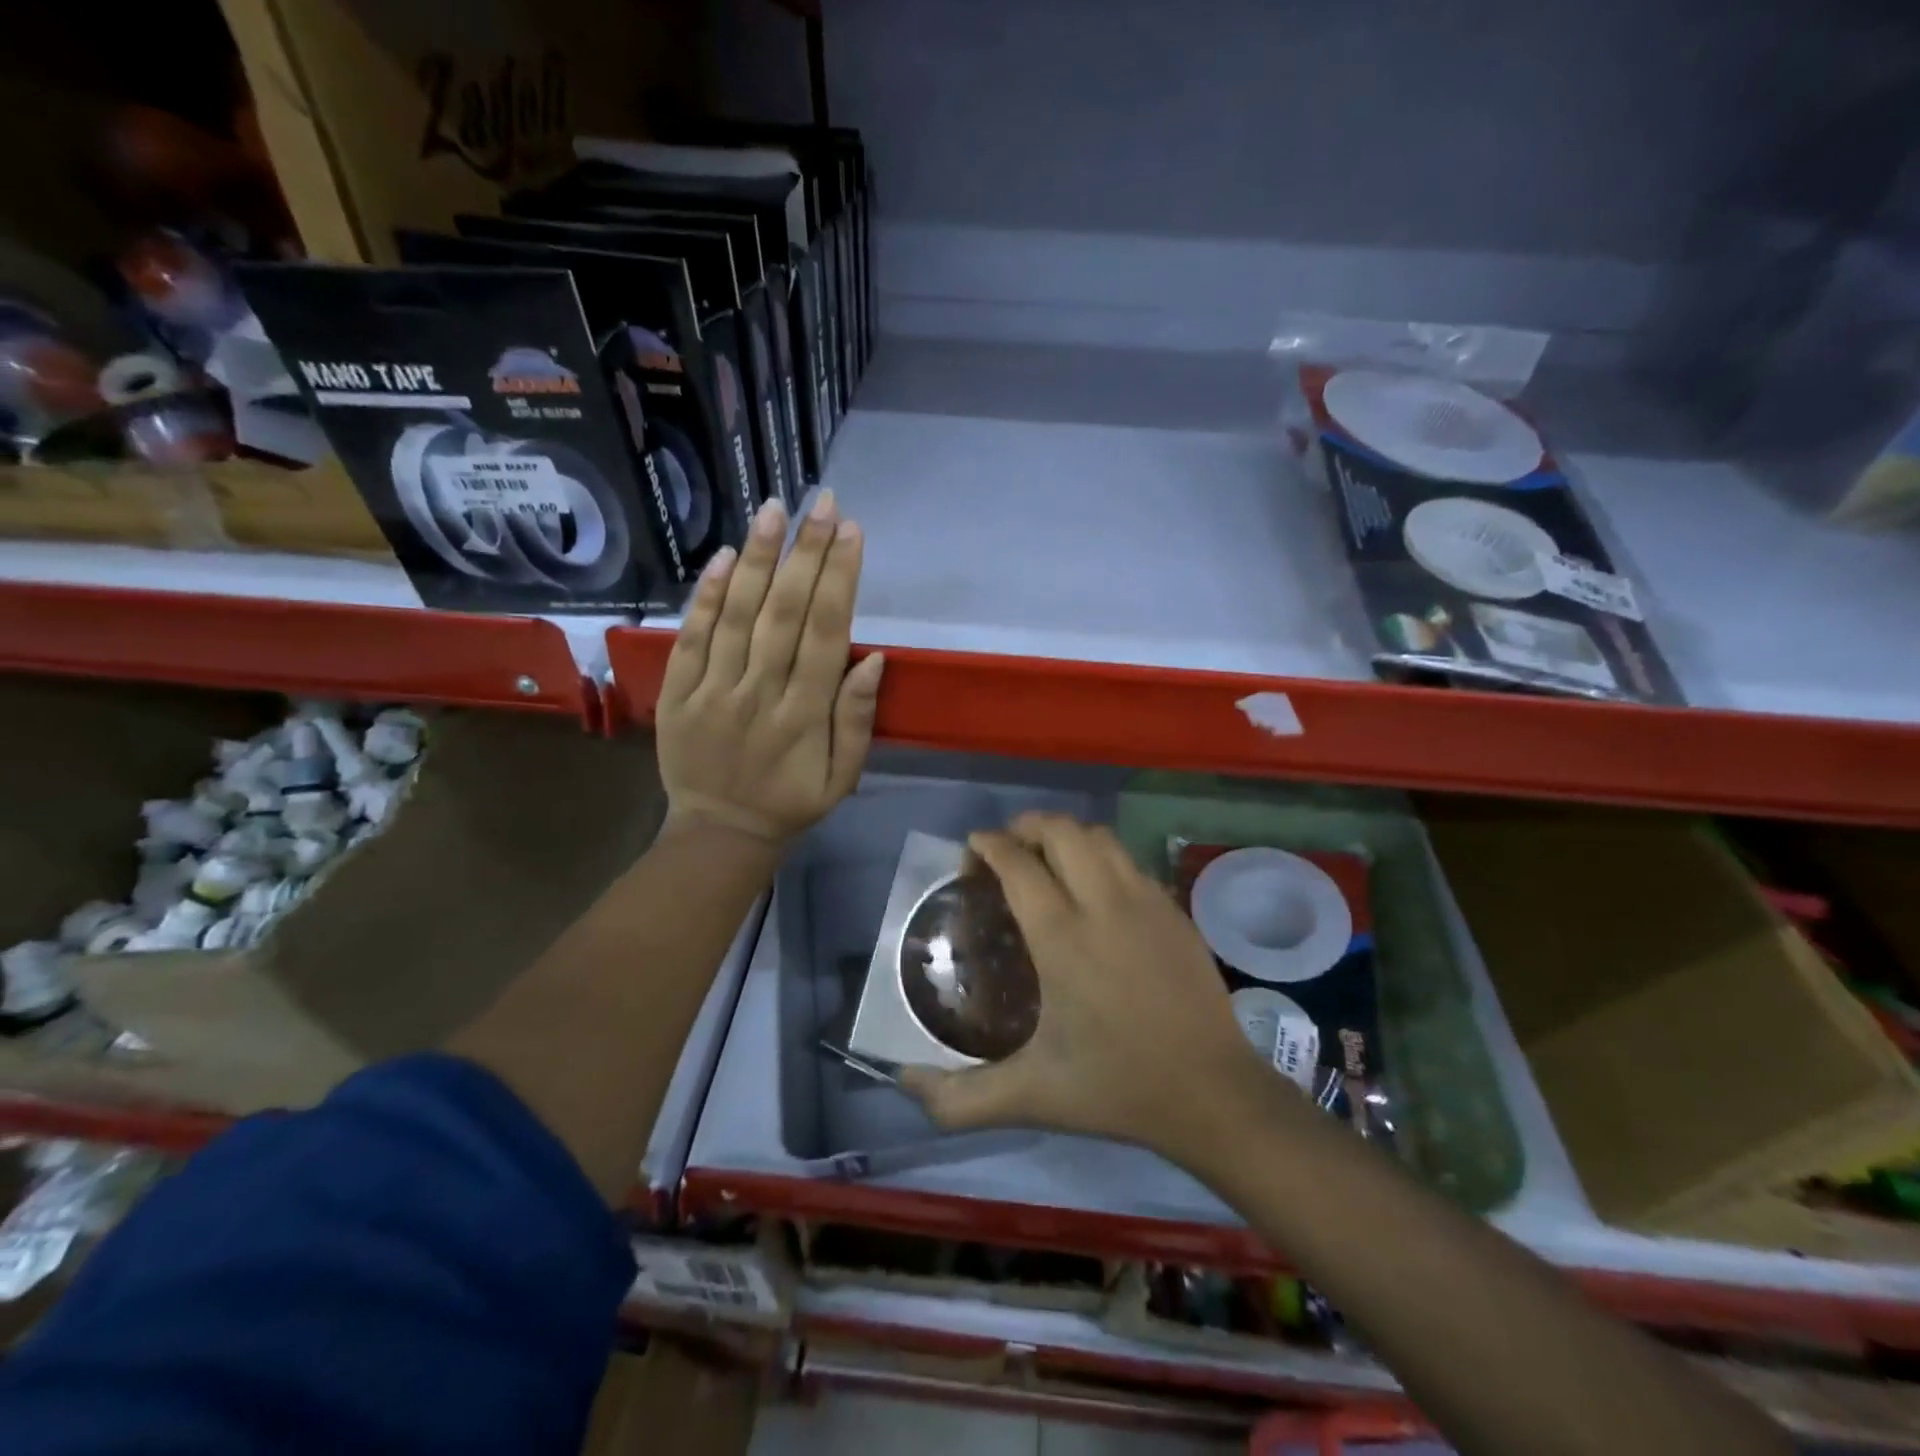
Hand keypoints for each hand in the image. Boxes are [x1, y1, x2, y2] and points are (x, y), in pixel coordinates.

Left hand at [656, 491, 883, 843]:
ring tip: (775, 511)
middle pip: (785, 613)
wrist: (719, 833)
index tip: (851, 531)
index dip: (840, 579)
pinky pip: (691, 638)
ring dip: (759, 560)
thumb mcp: (843, 777)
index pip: (826, 633)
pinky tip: (726, 557)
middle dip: (806, 552)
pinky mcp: (677, 694)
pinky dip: (706, 597)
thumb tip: (873, 659)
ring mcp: (712, 691)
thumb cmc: (791, 802)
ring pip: (737, 615)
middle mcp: (760, 693)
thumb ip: (857, 720)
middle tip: (822, 503)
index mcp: (805, 715)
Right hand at [900, 813, 1268, 1158]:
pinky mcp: (1174, 910)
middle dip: (1025, 826)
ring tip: (1047, 858)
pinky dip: (1101, 856)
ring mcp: (1146, 901)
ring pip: (1099, 837)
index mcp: (1062, 937)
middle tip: (1005, 849)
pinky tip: (1094, 888)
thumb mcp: (1029, 1097)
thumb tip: (904, 1083)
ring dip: (1065, 834)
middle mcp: (1103, 904)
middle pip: (1060, 831)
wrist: (1212, 1093)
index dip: (989, 845)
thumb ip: (959, 1098)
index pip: (1018, 864)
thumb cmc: (1116, 1087)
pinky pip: (1128, 860)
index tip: (972, 850)